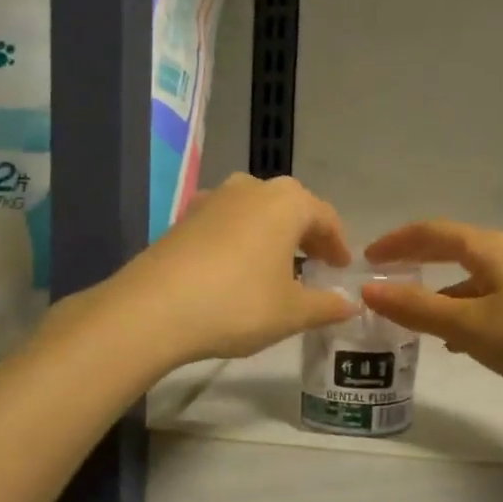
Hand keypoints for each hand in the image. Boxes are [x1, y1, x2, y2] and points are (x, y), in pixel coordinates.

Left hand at [104, 175, 356, 365]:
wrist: (153, 309)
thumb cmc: (238, 304)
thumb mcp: (291, 312)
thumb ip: (326, 306)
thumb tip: (349, 305)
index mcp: (286, 202)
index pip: (324, 216)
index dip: (338, 243)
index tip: (342, 267)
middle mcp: (251, 189)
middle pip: (289, 205)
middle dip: (306, 233)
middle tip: (315, 262)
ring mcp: (212, 199)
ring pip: (255, 210)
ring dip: (271, 232)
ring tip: (276, 264)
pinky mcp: (184, 218)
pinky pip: (226, 222)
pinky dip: (241, 239)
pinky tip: (236, 267)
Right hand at [361, 220, 502, 396]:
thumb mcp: (472, 325)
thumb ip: (418, 308)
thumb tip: (368, 288)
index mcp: (490, 249)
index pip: (432, 232)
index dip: (397, 242)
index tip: (367, 256)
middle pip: (455, 250)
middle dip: (418, 263)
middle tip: (387, 280)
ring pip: (475, 278)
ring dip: (443, 292)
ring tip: (417, 318)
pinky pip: (494, 300)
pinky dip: (469, 312)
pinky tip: (464, 342)